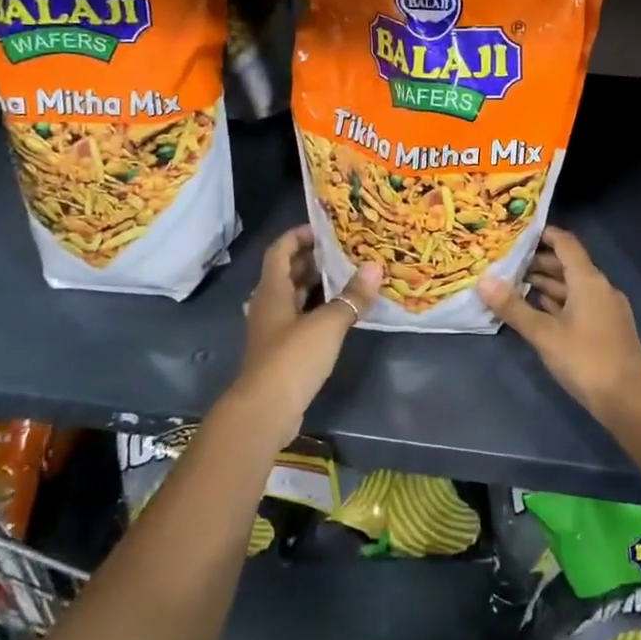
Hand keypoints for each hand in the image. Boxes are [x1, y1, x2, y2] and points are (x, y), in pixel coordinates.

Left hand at [235, 227, 380, 437]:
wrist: (265, 410)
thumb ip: (352, 296)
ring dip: (317, 286)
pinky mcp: (281, 351)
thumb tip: (375, 267)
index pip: (280, 250)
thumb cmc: (292, 358)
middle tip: (346, 252)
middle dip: (314, 260)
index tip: (325, 229)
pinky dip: (318, 310)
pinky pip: (300, 319)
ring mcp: (273, 329)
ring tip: (349, 277)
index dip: (299, 235)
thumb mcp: (328, 324)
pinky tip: (341, 314)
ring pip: (294, 297)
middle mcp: (268, 305)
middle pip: (288, 272)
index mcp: (272, 290)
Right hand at [479, 227, 640, 418]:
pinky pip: (579, 304)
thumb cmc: (586, 360)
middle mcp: (601, 288)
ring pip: (573, 287)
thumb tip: (484, 281)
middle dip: (539, 262)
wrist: (629, 402)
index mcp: (589, 281)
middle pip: (569, 265)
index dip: (545, 235)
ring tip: (516, 285)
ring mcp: (606, 309)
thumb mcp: (544, 334)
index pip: (566, 244)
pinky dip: (559, 302)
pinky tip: (539, 311)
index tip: (519, 232)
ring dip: (548, 284)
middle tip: (508, 263)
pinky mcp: (607, 329)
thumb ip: (514, 307)